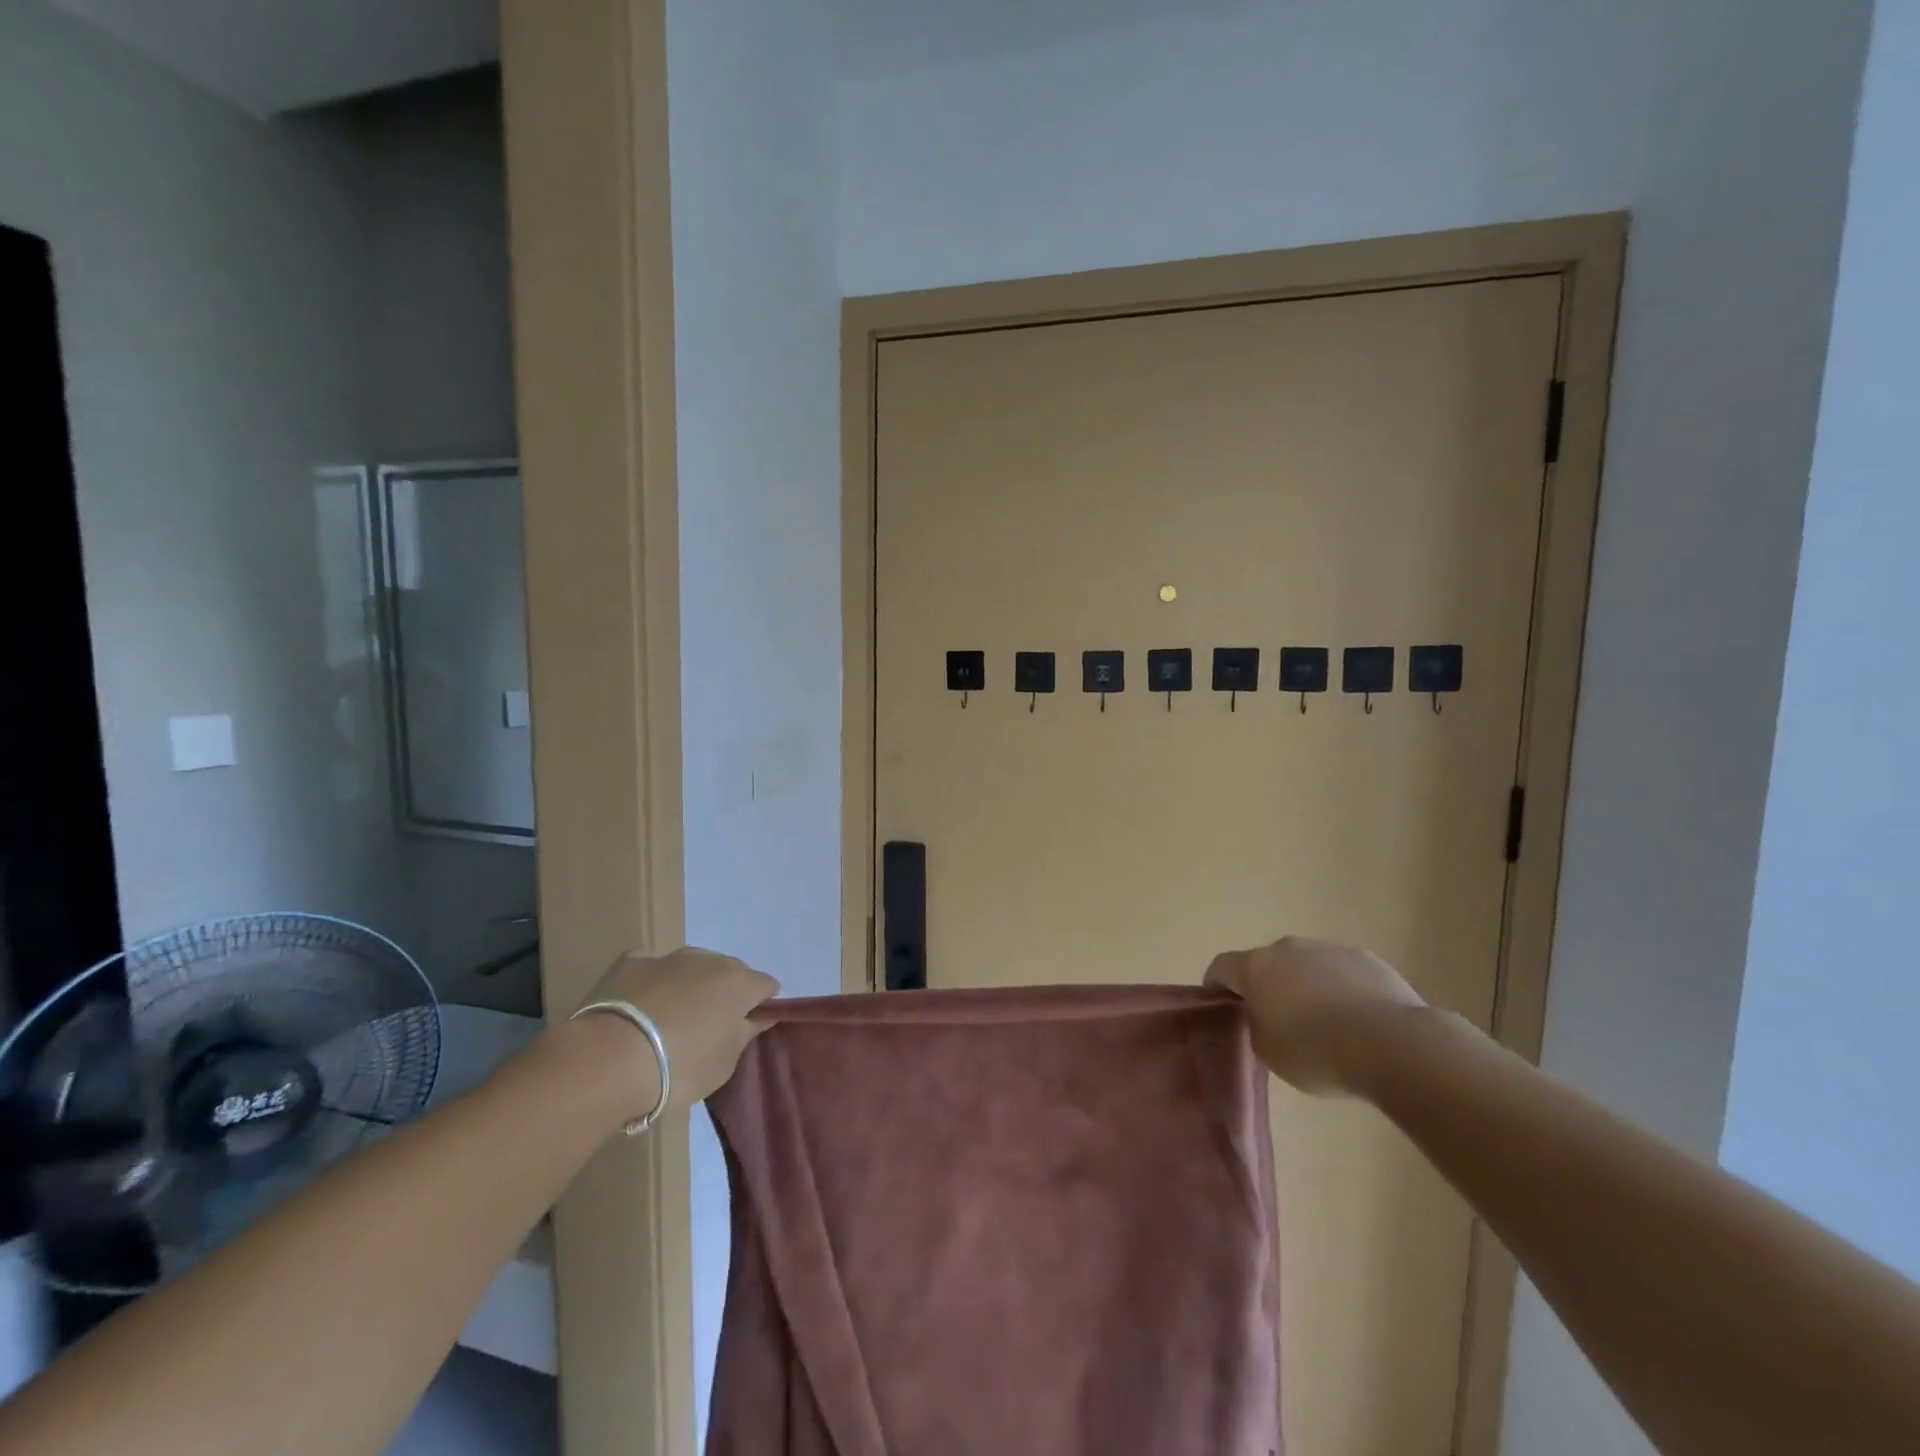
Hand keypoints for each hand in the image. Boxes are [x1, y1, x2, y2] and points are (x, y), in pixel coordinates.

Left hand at [577, 946, 779, 1113]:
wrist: (610, 1059)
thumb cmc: (680, 1067)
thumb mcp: (724, 1063)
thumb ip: (746, 1033)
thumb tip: (760, 1016)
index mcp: (739, 983)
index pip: (766, 986)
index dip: (762, 1004)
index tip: (750, 1026)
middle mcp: (709, 960)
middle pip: (729, 971)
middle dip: (725, 992)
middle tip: (710, 1025)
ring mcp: (669, 957)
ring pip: (692, 965)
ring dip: (691, 984)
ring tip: (673, 1017)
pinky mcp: (631, 962)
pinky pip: (652, 966)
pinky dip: (653, 980)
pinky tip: (641, 1001)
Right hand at [1205, 936, 1425, 1094]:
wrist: (1390, 1044)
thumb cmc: (1315, 1051)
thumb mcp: (1267, 1051)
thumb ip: (1256, 1026)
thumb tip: (1264, 1017)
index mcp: (1255, 967)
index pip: (1221, 967)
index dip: (1216, 985)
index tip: (1220, 1005)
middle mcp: (1287, 948)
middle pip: (1266, 963)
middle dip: (1266, 985)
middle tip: (1276, 1019)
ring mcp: (1328, 948)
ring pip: (1305, 965)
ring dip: (1304, 985)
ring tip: (1323, 1023)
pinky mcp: (1365, 958)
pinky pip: (1341, 972)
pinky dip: (1339, 989)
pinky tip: (1355, 1020)